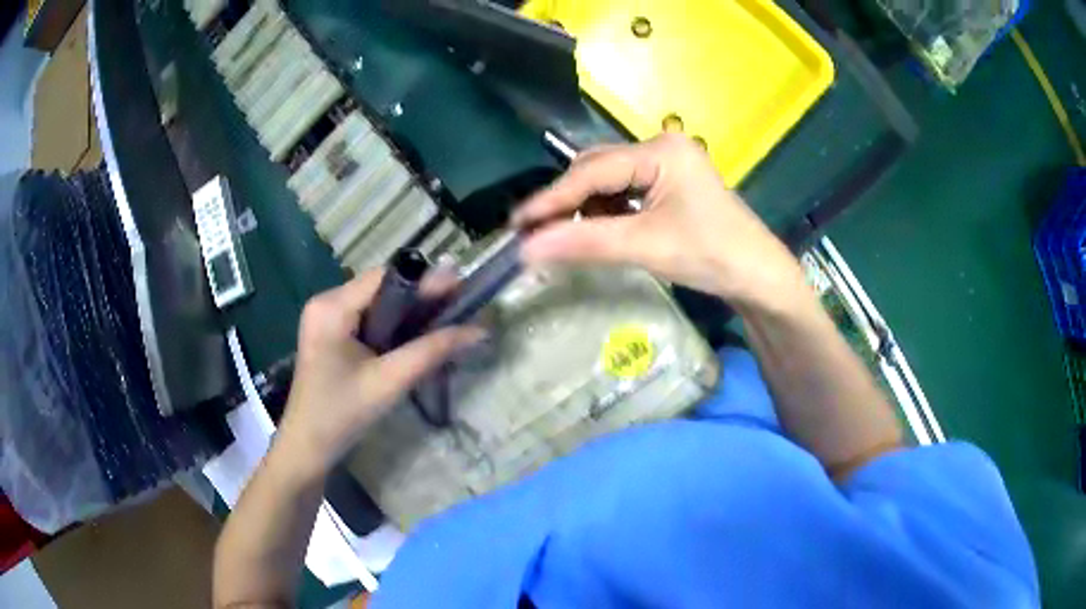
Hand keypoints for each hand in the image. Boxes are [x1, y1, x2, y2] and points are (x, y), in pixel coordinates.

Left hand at [277, 270, 484, 474]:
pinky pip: (369, 319)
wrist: (308, 448)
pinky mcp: (330, 335)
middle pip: (382, 288)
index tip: (461, 289)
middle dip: (420, 298)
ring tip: (446, 320)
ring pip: (378, 304)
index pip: (386, 278)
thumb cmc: (342, 414)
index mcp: (332, 306)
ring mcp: (326, 318)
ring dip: (409, 313)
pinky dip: (394, 326)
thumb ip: (432, 351)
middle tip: (460, 307)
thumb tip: (479, 330)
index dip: (424, 282)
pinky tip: (416, 337)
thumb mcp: (390, 381)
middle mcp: (326, 303)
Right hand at [515, 134, 806, 309]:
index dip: (552, 198)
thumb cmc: (712, 256)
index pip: (593, 171)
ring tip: (561, 234)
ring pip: (608, 179)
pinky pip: (625, 190)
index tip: (516, 222)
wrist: (759, 277)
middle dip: (567, 200)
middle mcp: (661, 147)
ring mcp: (667, 164)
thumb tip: (526, 249)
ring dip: (584, 206)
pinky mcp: (669, 183)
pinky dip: (605, 210)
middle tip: (534, 231)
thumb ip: (585, 243)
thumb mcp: (646, 247)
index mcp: (661, 151)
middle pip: (598, 168)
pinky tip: (595, 229)